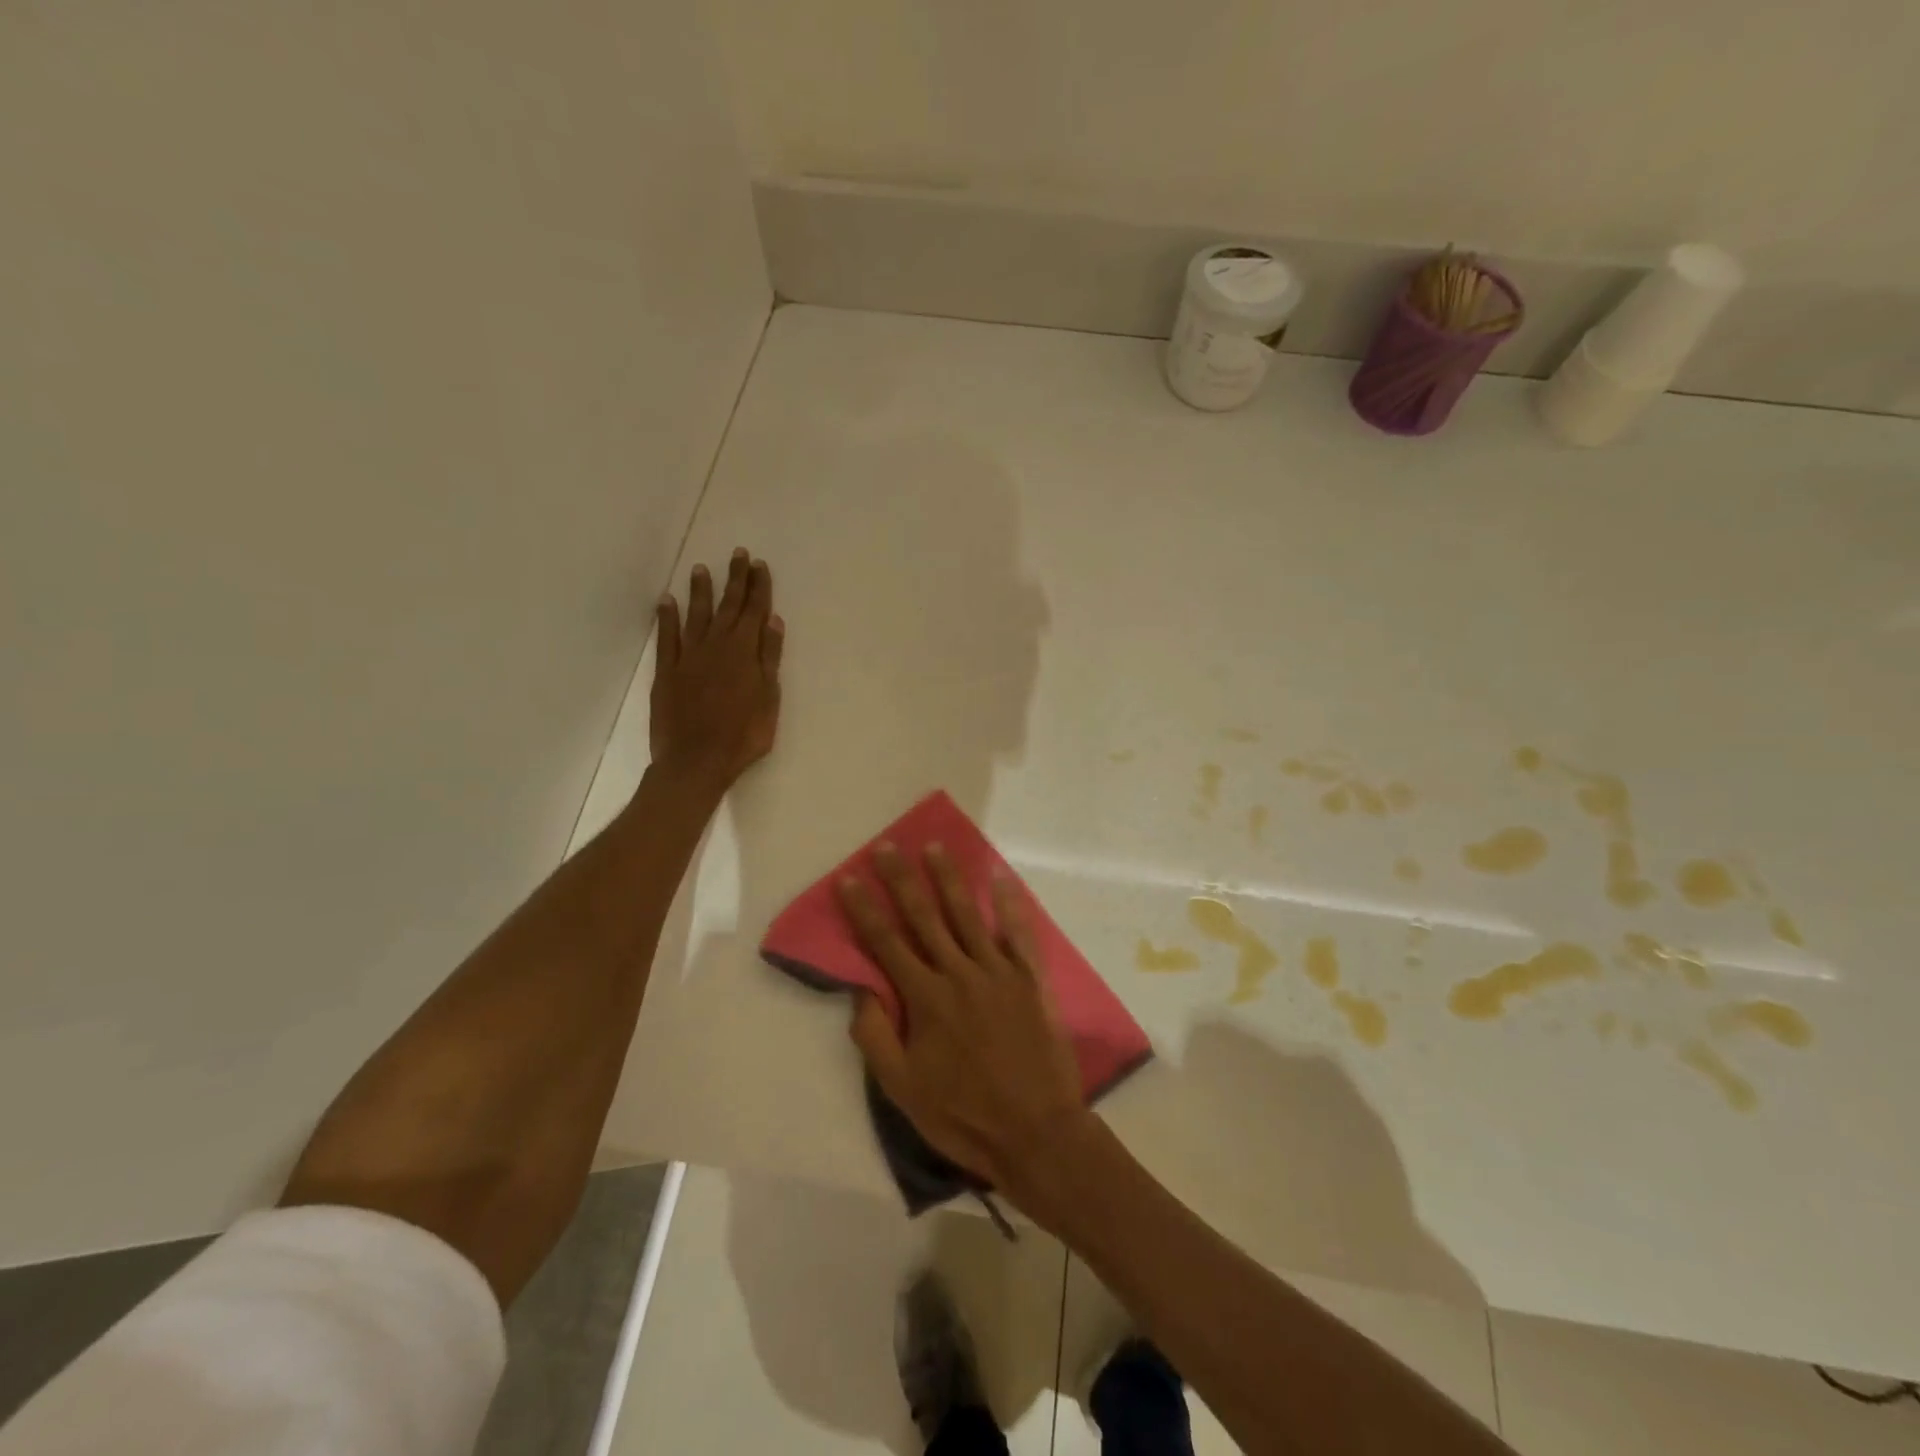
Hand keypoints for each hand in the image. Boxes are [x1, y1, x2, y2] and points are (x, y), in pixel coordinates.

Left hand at [650, 548, 783, 791]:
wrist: (696, 761)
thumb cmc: (742, 736)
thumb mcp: (769, 700)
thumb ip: (769, 659)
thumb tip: (773, 622)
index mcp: (744, 653)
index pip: (755, 612)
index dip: (759, 588)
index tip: (760, 565)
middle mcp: (716, 646)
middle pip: (729, 607)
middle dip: (735, 579)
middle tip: (738, 554)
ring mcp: (689, 657)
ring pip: (697, 615)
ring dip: (701, 591)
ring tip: (702, 568)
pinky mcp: (667, 671)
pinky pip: (667, 637)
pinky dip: (667, 618)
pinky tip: (666, 601)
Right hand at [838, 843, 1089, 1200]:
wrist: (1035, 1132)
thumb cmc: (963, 1114)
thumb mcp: (903, 1089)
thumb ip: (876, 1036)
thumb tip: (860, 989)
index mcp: (926, 999)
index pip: (886, 943)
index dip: (864, 909)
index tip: (849, 878)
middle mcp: (960, 974)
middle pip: (925, 917)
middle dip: (902, 879)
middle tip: (887, 846)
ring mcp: (999, 972)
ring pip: (968, 915)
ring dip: (949, 879)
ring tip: (935, 847)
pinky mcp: (1030, 979)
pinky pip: (1019, 933)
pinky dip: (1010, 904)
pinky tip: (1001, 877)